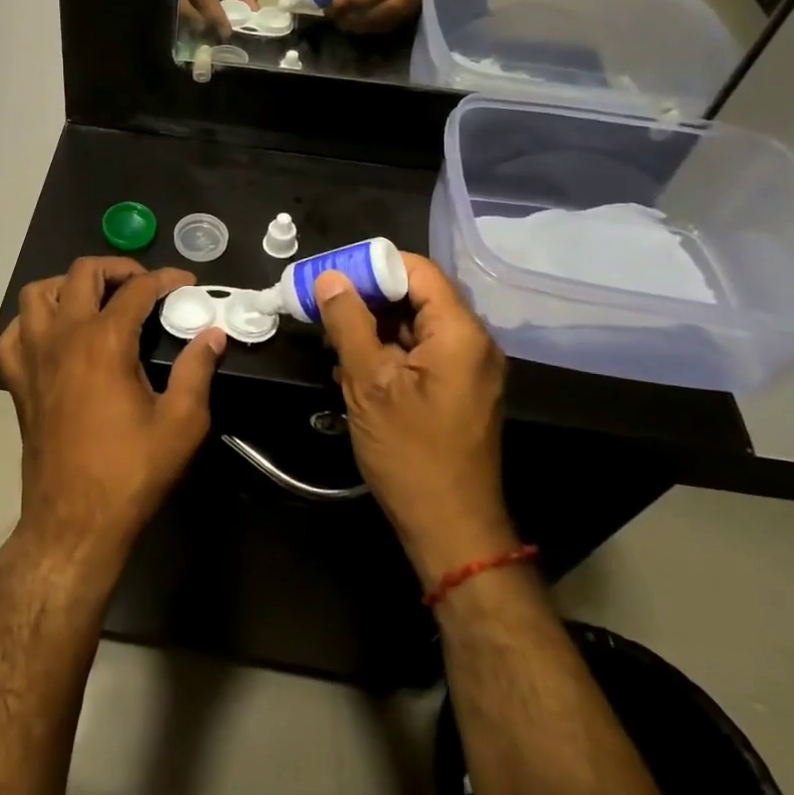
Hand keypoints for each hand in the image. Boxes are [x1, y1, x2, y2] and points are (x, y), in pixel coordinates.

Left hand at [0, 257, 225, 564]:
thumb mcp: (181, 423)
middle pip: (82, 273)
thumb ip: (198, 370)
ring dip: (68, 285)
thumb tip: (213, 335)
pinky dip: (31, 322)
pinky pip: (12, 333)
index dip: (166, 279)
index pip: (137, 289)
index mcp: (104, 341)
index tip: (185, 283)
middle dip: (117, 268)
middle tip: (144, 286)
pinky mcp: (17, 380)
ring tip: (96, 300)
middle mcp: (63, 336)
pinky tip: (54, 334)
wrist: (74, 521)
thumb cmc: (131, 472)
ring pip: (38, 294)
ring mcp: (33, 357)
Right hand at [181, 0, 261, 38]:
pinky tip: (201, 22)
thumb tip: (252, 10)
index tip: (227, 30)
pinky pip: (173, 2)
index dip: (213, 10)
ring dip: (193, 21)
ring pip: (176, 5)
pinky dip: (188, 14)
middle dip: (201, 22)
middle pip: (182, 2)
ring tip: (212, 32)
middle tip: (220, 36)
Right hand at [313, 254, 514, 587]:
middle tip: (322, 307)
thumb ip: (349, 324)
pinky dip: (386, 352)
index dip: (372, 266)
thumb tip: (330, 278)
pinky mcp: (456, 390)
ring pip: (414, 326)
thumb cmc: (411, 454)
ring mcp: (467, 368)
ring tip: (330, 341)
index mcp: (459, 333)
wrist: (451, 528)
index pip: (418, 271)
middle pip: (416, 296)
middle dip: (367, 298)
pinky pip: (419, 353)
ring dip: (371, 328)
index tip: (331, 276)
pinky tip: (350, 369)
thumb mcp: (369, 384)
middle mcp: (472, 343)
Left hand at [321, 0, 433, 33]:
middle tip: (335, 14)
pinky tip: (351, 22)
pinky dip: (370, 27)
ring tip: (339, 19)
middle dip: (362, 16)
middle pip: (395, 6)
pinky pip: (393, 23)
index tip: (336, 1)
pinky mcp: (415, 4)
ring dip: (364, 24)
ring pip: (395, 18)